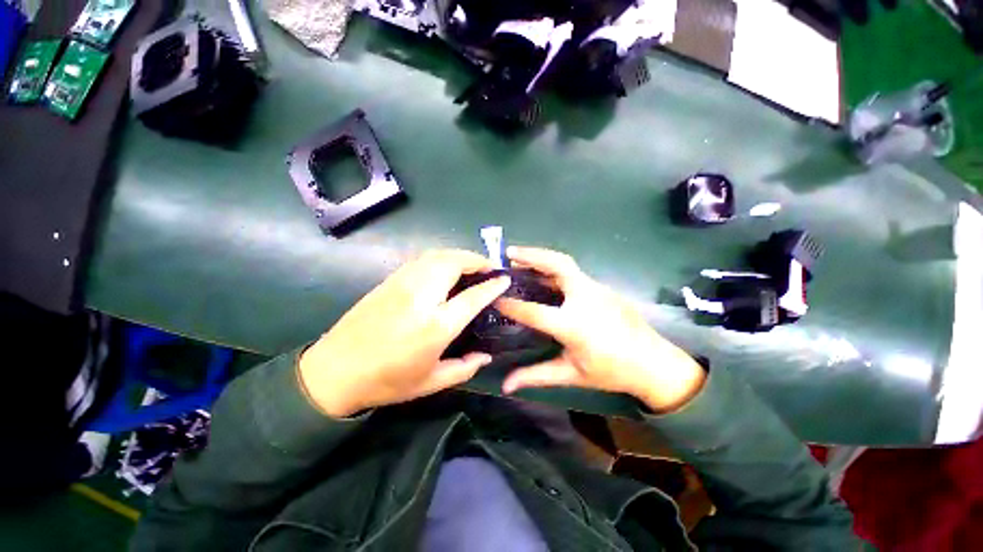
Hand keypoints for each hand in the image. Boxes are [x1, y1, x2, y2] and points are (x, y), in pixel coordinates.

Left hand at [298, 250, 510, 417]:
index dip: (492, 285)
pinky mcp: (390, 280)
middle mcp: (422, 297)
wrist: (334, 371)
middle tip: (490, 267)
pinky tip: (445, 268)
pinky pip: (422, 259)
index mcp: (436, 325)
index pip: (473, 296)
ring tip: (471, 265)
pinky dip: (440, 257)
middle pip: (454, 263)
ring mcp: (403, 284)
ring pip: (437, 255)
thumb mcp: (431, 382)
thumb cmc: (387, 381)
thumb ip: (464, 368)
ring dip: (459, 255)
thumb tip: (486, 356)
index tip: (505, 279)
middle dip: (477, 260)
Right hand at [495, 247, 705, 411]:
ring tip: (520, 257)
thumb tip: (505, 385)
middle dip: (531, 255)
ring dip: (542, 258)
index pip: (535, 311)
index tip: (495, 298)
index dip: (512, 305)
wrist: (655, 364)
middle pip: (557, 266)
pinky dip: (554, 270)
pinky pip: (574, 273)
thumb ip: (536, 375)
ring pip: (566, 264)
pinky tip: (544, 276)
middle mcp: (586, 300)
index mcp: (575, 325)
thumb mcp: (571, 375)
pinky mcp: (603, 288)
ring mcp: (598, 290)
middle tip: (509, 253)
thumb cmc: (611, 372)